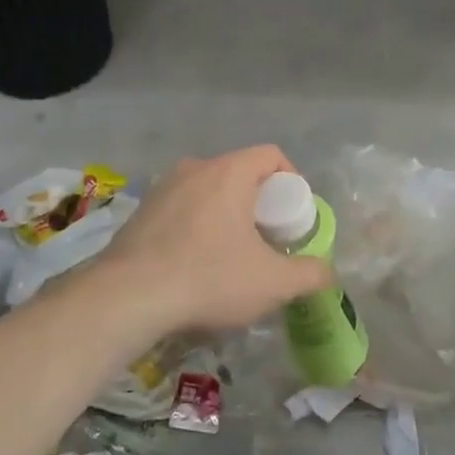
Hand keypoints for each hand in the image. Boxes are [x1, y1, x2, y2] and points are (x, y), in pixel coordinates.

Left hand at [94, 146, 332, 334]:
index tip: (293, 216)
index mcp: (229, 172)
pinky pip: (182, 209)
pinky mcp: (140, 212)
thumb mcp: (272, 283)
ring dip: (226, 215)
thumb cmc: (208, 278)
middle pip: (240, 174)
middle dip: (260, 203)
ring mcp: (163, 188)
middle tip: (267, 240)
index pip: (272, 155)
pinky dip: (197, 227)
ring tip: (231, 255)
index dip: (291, 181)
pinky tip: (194, 265)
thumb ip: (309, 274)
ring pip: (209, 192)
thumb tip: (328, 272)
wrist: (126, 298)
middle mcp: (195, 168)